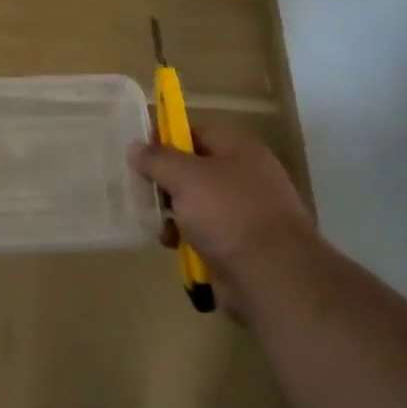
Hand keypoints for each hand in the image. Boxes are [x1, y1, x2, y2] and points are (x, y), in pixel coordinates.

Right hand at [130, 124, 322, 319]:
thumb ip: (158, 159)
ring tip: (160, 227)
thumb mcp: (185, 177)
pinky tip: (175, 245)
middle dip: (166, 182)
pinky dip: (188, 238)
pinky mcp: (241, 244)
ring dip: (174, 214)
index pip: (196, 133)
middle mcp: (246, 177)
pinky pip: (206, 233)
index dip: (166, 139)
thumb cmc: (228, 213)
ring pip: (197, 204)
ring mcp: (245, 212)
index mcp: (240, 150)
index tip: (138, 154)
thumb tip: (136, 147)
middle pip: (194, 170)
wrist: (270, 274)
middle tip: (143, 193)